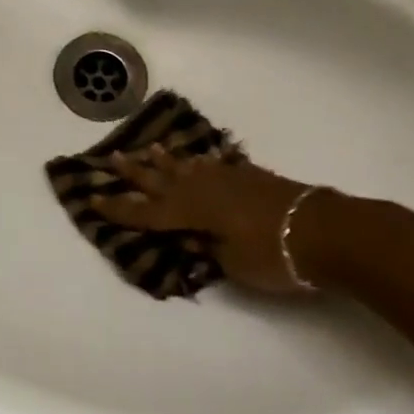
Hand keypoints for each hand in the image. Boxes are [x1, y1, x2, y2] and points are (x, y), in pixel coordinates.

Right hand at [88, 145, 333, 293]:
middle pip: (161, 180)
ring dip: (166, 161)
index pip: (147, 212)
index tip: (93, 197)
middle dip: (136, 173)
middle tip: (112, 158)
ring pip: (186, 166)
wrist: (320, 228)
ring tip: (149, 150)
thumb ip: (207, 249)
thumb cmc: (273, 254)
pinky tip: (198, 159)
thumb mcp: (233, 264)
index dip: (120, 208)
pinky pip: (213, 164)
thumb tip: (193, 239)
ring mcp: (226, 178)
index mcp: (192, 211)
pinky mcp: (247, 176)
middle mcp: (202, 188)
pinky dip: (200, 162)